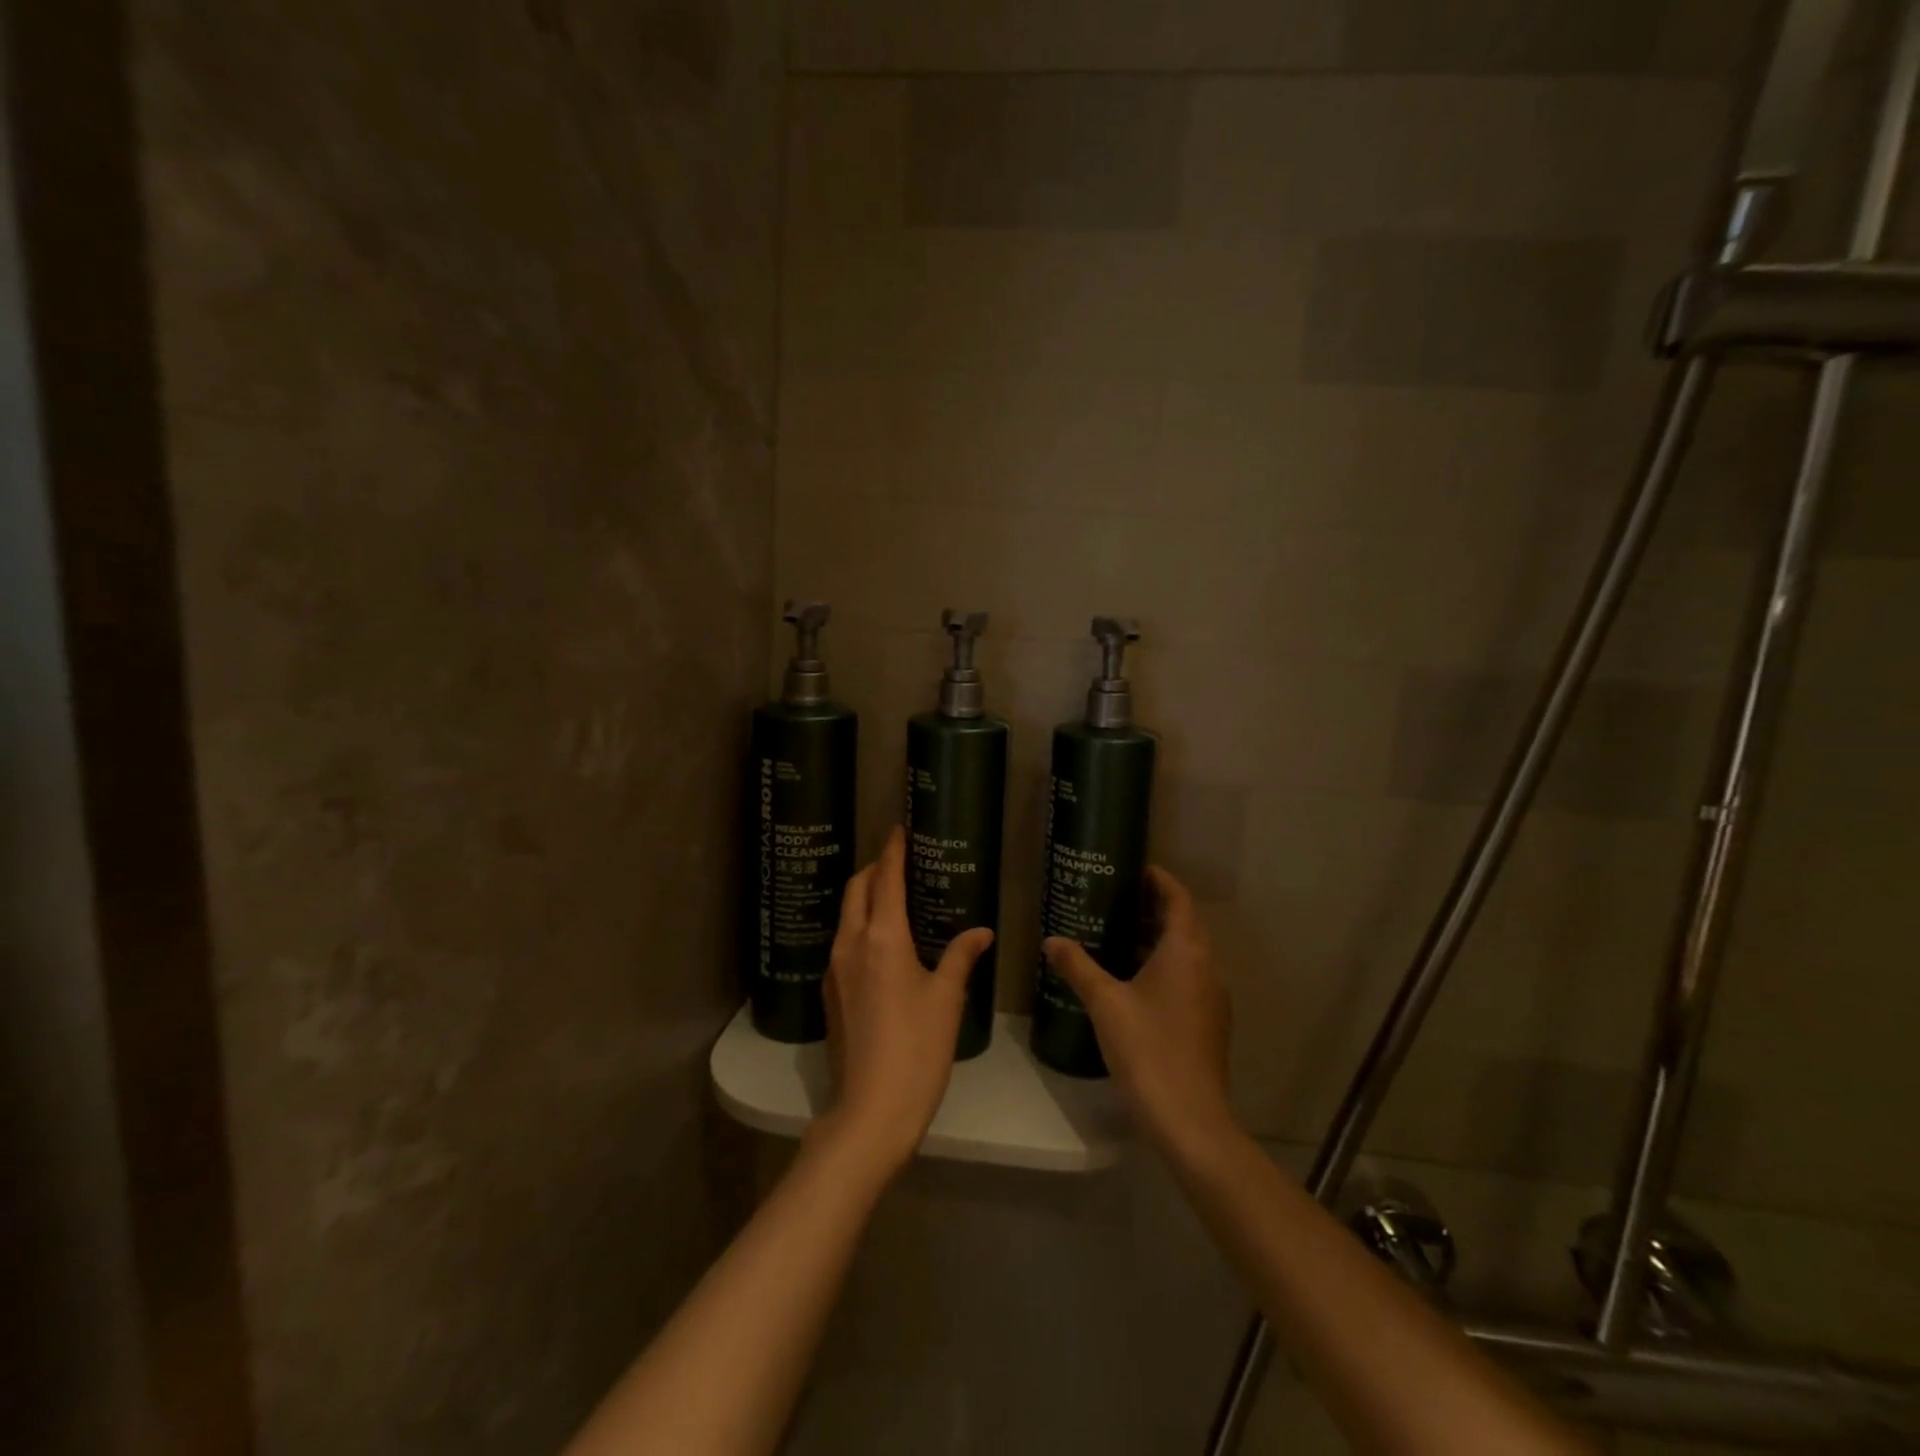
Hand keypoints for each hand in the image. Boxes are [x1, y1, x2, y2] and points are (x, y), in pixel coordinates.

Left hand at [815, 827, 994, 1175]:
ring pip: (847, 915)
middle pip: (857, 888)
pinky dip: (860, 924)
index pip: (886, 878)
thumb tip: (980, 931)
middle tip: (899, 860)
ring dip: (865, 895)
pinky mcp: (830, 991)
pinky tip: (881, 941)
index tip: (898, 828)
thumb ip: (960, 957)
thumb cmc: (918, 1048)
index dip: (892, 850)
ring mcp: (834, 968)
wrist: (871, 1108)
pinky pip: (843, 941)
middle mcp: (851, 943)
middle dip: (875, 868)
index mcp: (882, 937)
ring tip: (892, 896)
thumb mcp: (947, 999)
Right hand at [1043, 866, 1235, 1154]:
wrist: (1189, 1118)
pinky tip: (1135, 980)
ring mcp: (1213, 997)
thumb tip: (1051, 940)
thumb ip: (1078, 966)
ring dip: (1160, 938)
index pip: (1179, 899)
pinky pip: (1189, 977)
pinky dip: (1166, 965)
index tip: (1136, 869)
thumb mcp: (1105, 1002)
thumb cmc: (1147, 1047)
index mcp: (1186, 951)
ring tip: (1121, 934)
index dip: (1161, 880)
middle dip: (1156, 908)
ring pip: (1188, 953)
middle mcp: (1207, 967)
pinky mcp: (1210, 1022)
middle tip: (1119, 899)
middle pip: (1186, 923)